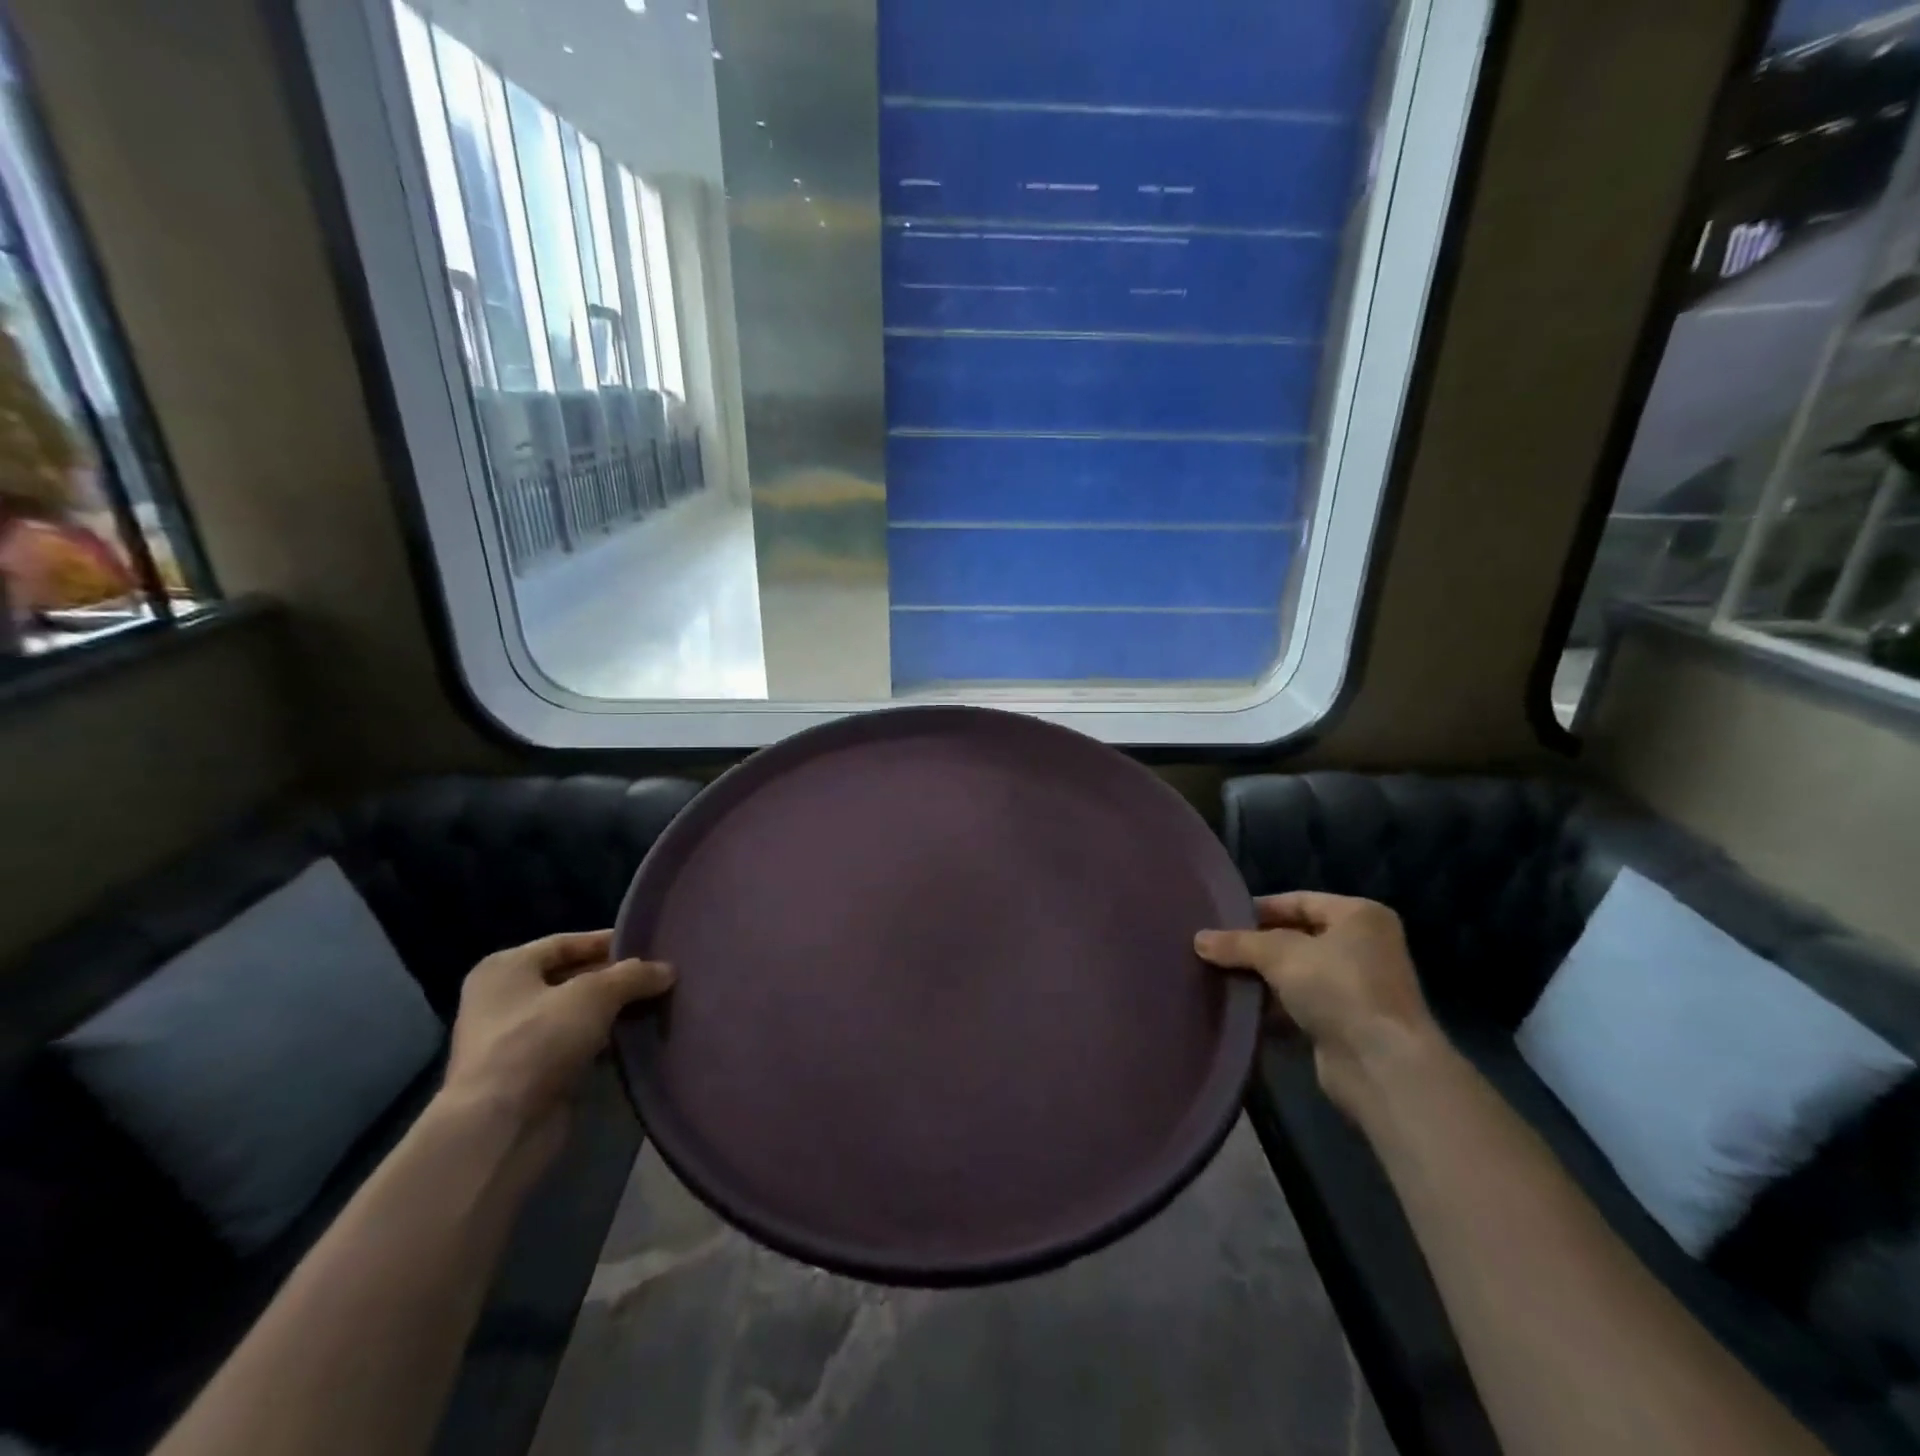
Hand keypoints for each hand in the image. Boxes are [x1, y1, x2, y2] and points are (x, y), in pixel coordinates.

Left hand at [441, 931, 672, 1148]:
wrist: (500, 1127)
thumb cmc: (538, 1041)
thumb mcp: (595, 994)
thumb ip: (633, 975)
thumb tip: (667, 970)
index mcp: (506, 968)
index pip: (567, 942)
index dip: (609, 942)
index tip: (650, 947)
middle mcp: (504, 999)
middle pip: (572, 977)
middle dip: (616, 979)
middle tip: (658, 977)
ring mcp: (514, 1039)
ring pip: (577, 1013)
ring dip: (613, 1011)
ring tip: (656, 1005)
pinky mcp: (530, 1074)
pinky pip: (576, 1044)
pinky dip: (604, 1041)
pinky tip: (635, 1039)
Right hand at [1196, 893, 1439, 1118]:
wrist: (1382, 1065)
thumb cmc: (1338, 988)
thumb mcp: (1279, 954)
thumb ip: (1238, 943)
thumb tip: (1198, 939)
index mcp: (1359, 916)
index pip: (1299, 900)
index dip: (1259, 909)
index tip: (1221, 920)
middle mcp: (1364, 946)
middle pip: (1297, 936)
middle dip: (1257, 946)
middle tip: (1216, 949)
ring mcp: (1358, 987)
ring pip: (1297, 972)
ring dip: (1263, 978)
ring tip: (1221, 977)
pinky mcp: (1347, 1022)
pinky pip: (1302, 1004)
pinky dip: (1276, 1006)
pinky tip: (1244, 1008)